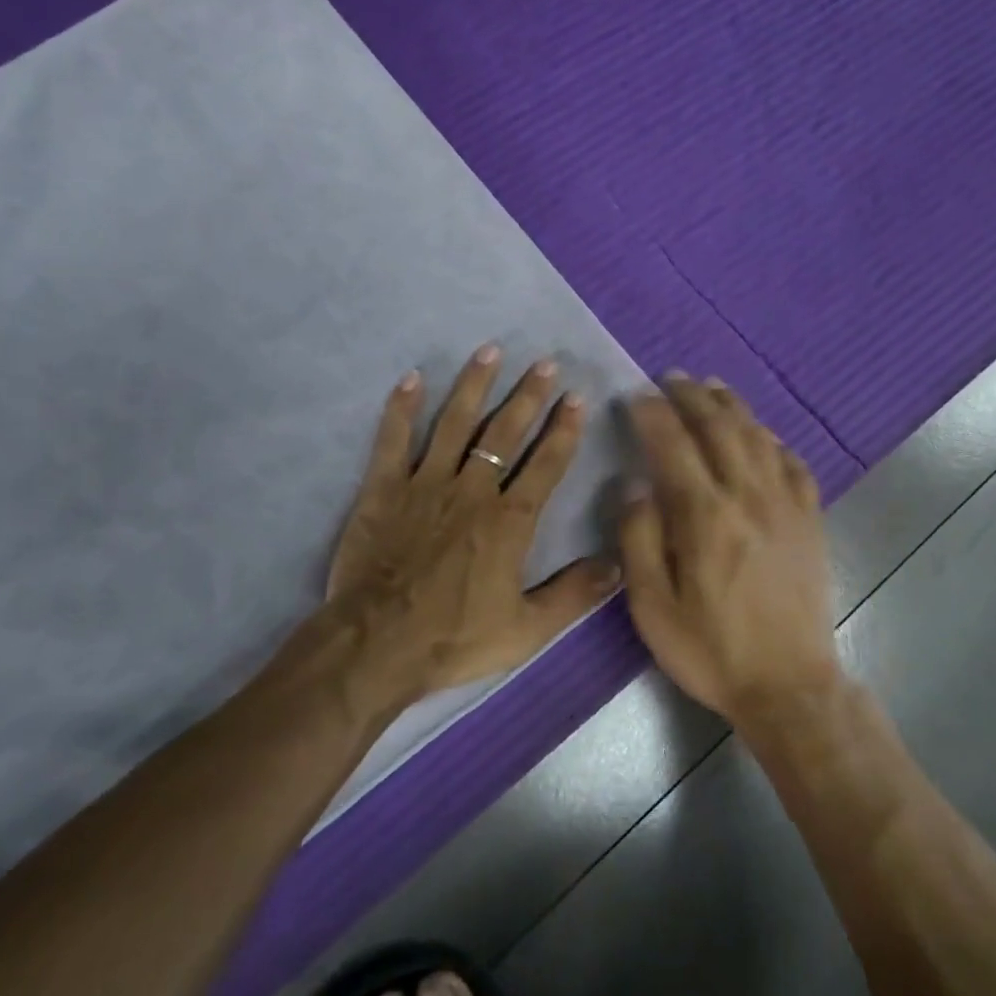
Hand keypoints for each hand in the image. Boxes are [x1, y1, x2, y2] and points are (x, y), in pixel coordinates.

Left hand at [326, 345, 620, 707]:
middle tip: (545, 363)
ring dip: (474, 385)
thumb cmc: (454, 639)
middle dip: (528, 396)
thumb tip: (618, 564)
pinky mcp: (384, 489)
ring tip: (491, 350)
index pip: (545, 465)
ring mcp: (425, 484)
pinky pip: (393, 440)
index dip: (563, 430)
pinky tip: (412, 378)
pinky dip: (401, 408)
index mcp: (509, 521)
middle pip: (505, 433)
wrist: (377, 645)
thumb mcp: (526, 630)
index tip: (576, 398)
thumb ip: (573, 595)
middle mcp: (472, 491)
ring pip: (454, 424)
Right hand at [618, 375, 840, 722]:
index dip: (652, 412)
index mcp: (704, 516)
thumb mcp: (651, 606)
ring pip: (757, 435)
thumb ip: (638, 538)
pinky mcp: (810, 519)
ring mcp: (786, 505)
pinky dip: (771, 438)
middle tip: (670, 378)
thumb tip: (634, 483)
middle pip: (719, 426)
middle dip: (691, 395)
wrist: (789, 685)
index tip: (635, 394)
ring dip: (731, 405)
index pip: (673, 443)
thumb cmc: (710, 649)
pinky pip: (792, 462)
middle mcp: (748, 496)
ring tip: (710, 387)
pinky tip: (760, 434)